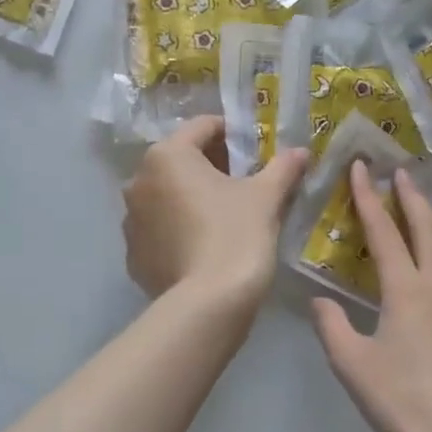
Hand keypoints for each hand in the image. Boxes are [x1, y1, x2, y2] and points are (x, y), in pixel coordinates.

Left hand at [123, 116, 309, 311]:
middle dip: (211, 165)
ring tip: (223, 215)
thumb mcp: (266, 197)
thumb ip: (282, 167)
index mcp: (168, 155)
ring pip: (166, 195)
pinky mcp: (133, 254)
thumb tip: (300, 151)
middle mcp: (139, 180)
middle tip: (244, 181)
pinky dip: (178, 228)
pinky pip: (159, 229)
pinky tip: (204, 245)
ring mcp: (131, 220)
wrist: (209, 304)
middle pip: (181, 160)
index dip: (232, 133)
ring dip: (191, 197)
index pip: (202, 127)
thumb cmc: (236, 234)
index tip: (254, 149)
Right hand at [312, 164, 431, 431]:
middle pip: (430, 229)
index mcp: (406, 290)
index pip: (383, 233)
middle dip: (412, 198)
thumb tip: (321, 301)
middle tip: (401, 175)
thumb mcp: (352, 365)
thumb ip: (332, 327)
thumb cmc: (402, 401)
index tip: (361, 168)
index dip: (368, 198)